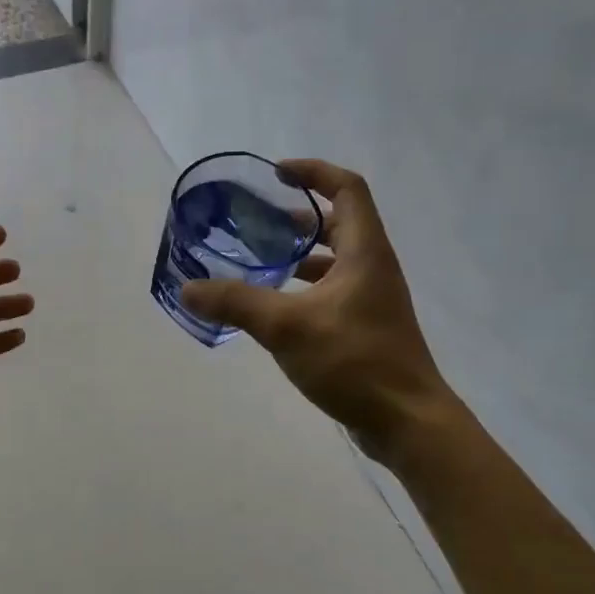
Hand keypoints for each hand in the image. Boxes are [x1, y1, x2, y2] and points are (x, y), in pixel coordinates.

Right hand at [181, 160, 458, 467]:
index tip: (277, 174)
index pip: (347, 188)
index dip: (314, 172)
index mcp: (364, 251)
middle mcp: (373, 267)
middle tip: (261, 222)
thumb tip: (188, 288)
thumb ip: (236, 303)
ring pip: (336, 260)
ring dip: (302, 254)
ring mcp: (373, 300)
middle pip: (340, 223)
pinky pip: (334, 291)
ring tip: (263, 261)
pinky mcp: (367, 328)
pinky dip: (306, 288)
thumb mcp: (287, 327)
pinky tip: (278, 308)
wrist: (406, 421)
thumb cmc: (354, 361)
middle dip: (300, 216)